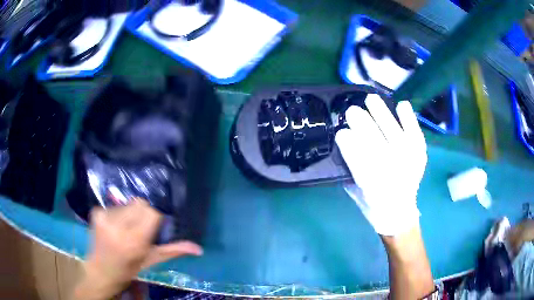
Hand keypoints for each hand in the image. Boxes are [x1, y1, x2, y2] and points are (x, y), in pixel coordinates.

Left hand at [74, 200, 202, 299]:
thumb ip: (173, 251)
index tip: (152, 228)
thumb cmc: (129, 269)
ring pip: (127, 204)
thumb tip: (198, 248)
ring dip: (129, 214)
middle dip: (143, 214)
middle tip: (139, 229)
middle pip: (139, 203)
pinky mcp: (96, 212)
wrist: (101, 270)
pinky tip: (113, 227)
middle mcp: (118, 227)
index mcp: (134, 241)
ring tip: (124, 229)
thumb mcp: (151, 261)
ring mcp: (104, 217)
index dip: (155, 218)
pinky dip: (117, 214)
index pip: (152, 213)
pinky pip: (114, 206)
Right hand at [335, 95, 426, 235]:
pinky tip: (401, 105)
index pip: (355, 153)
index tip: (341, 132)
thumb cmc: (372, 203)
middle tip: (353, 112)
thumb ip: (349, 166)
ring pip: (392, 129)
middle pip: (373, 137)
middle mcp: (389, 169)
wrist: (399, 214)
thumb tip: (344, 140)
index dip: (347, 139)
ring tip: (371, 99)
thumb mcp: (354, 189)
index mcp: (369, 182)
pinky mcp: (419, 155)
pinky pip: (413, 132)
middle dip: (360, 120)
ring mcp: (407, 159)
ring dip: (380, 112)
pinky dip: (408, 118)